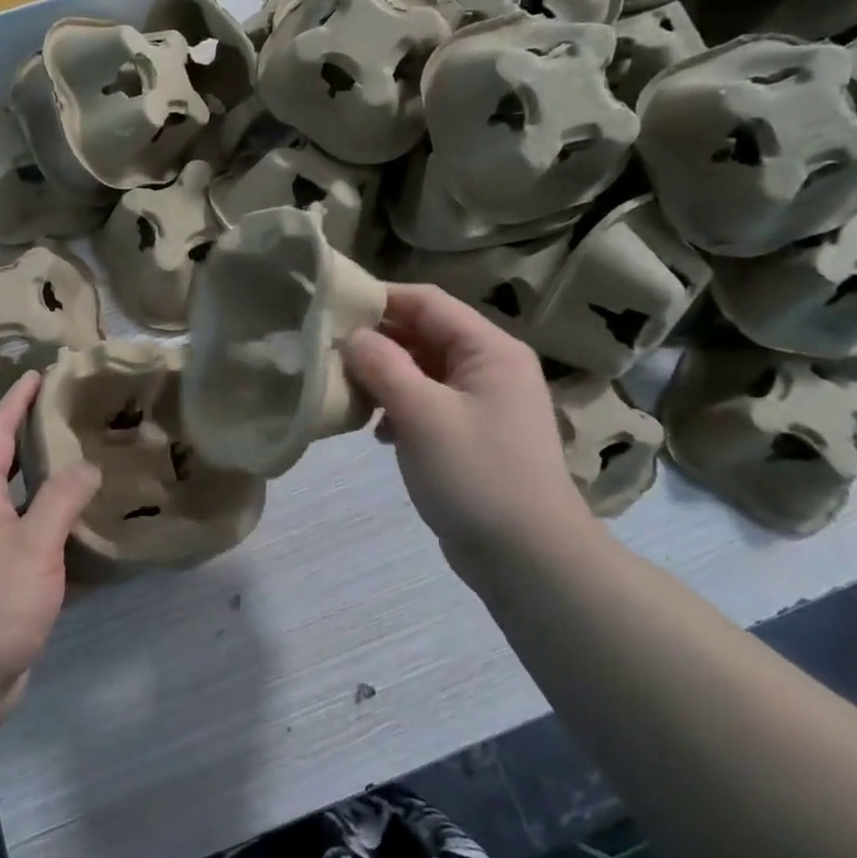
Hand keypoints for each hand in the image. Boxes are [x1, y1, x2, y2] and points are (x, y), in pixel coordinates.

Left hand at [0, 371, 99, 731]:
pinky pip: (33, 544)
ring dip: (51, 485)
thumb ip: (61, 501)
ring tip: (92, 467)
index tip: (39, 374)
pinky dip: (58, 531)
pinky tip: (89, 534)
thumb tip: (86, 466)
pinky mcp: (0, 587)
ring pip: (23, 506)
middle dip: (36, 436)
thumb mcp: (32, 547)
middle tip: (77, 417)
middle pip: (7, 465)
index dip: (16, 401)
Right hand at [343, 284, 590, 586]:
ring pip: (422, 371)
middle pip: (424, 334)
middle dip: (376, 342)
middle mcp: (490, 366)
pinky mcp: (472, 434)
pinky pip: (428, 403)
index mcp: (489, 349)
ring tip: (347, 394)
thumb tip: (352, 336)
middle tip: (327, 353)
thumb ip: (382, 366)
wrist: (529, 558)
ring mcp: (483, 402)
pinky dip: (399, 408)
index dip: (379, 298)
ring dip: (384, 377)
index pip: (427, 301)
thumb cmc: (477, 475)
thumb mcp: (422, 414)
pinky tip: (377, 432)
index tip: (331, 307)